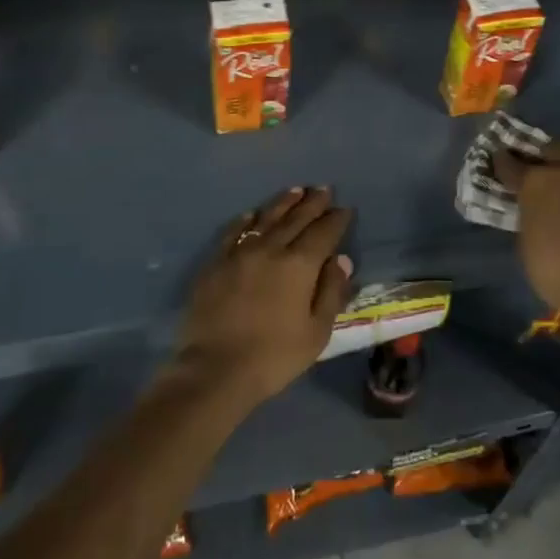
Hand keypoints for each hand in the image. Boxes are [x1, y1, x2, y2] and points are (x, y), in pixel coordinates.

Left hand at [171, 186, 353, 411]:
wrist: (215, 369)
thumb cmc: (274, 356)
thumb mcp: (316, 332)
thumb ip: (331, 292)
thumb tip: (341, 259)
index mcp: (299, 265)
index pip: (323, 233)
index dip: (336, 219)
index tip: (345, 209)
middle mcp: (271, 249)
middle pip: (296, 218)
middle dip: (313, 203)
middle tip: (323, 189)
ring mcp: (240, 253)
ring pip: (266, 219)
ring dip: (283, 203)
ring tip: (295, 191)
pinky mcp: (216, 263)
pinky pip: (234, 232)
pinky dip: (246, 221)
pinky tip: (252, 215)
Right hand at [492, 144, 559, 308]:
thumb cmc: (554, 272)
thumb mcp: (528, 239)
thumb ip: (533, 211)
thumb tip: (538, 206)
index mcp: (538, 181)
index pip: (513, 163)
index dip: (508, 162)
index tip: (505, 160)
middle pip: (559, 150)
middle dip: (554, 159)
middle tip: (555, 175)